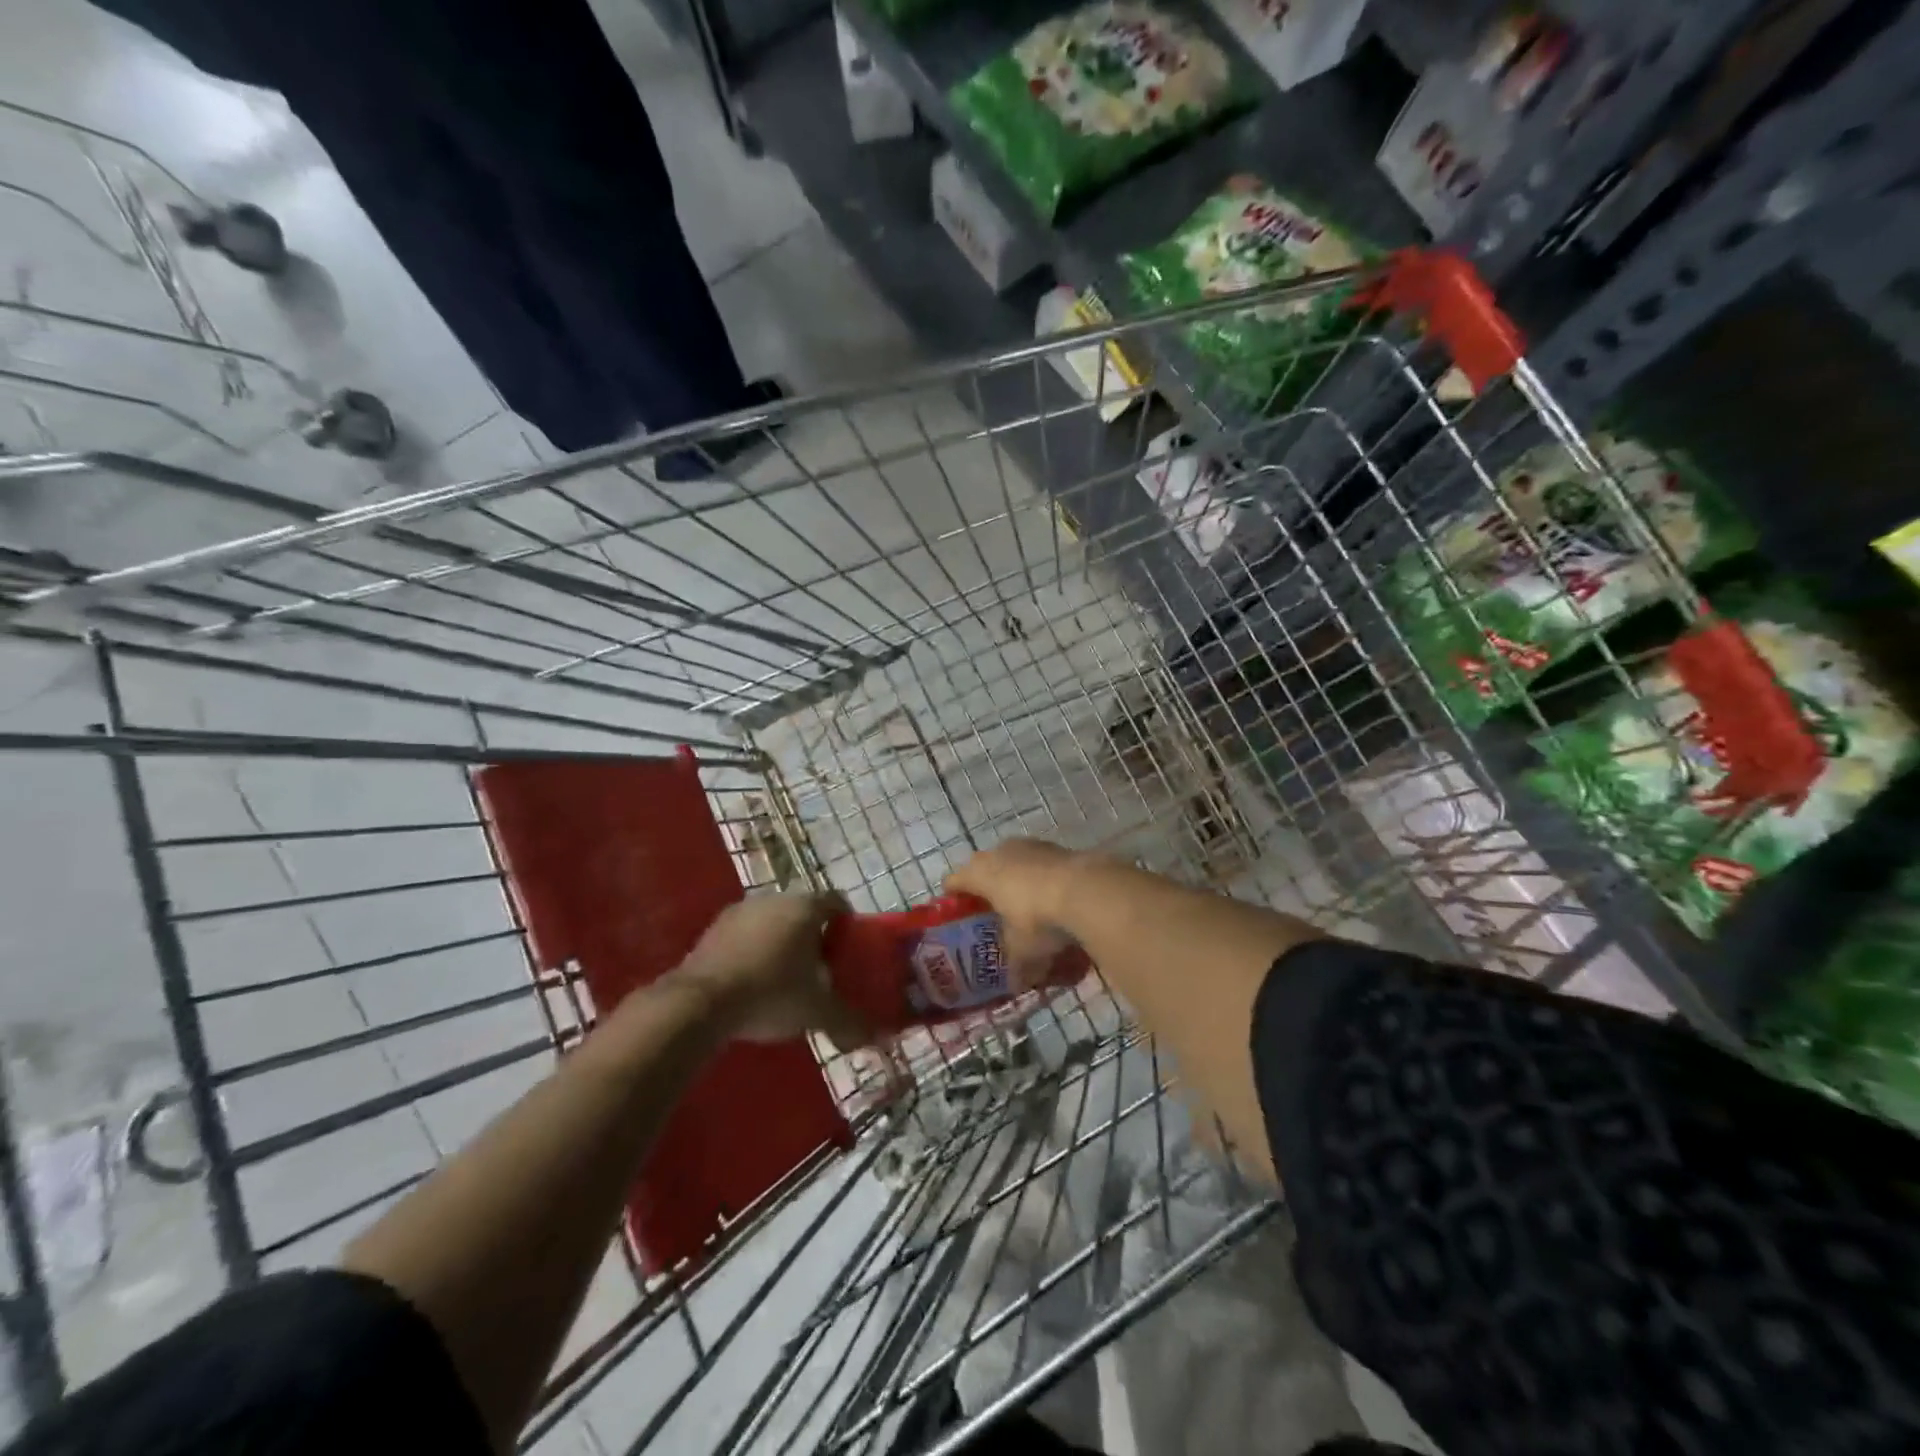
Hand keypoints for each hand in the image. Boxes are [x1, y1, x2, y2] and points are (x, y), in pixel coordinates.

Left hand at [676, 892, 869, 1047]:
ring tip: (785, 976)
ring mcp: (741, 910)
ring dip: (782, 940)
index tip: (849, 948)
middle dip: (814, 935)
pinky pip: (746, 933)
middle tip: (820, 967)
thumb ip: (849, 1021)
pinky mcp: (714, 928)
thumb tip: (877, 1036)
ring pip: (773, 920)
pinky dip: (754, 949)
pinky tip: (753, 980)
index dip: (847, 923)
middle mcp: (774, 898)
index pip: (837, 901)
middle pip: (804, 910)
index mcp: (805, 908)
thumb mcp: (816, 1012)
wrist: (699, 1003)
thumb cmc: (770, 994)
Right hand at [944, 839, 1091, 986]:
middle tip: (990, 908)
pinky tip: (1052, 895)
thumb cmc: (1038, 919)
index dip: (952, 896)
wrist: (1085, 889)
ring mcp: (1028, 845)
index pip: (954, 881)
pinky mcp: (1055, 846)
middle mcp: (999, 852)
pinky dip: (1039, 875)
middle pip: (982, 865)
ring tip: (1023, 901)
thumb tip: (1016, 984)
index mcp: (980, 874)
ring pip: (1012, 859)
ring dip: (1014, 876)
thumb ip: (1016, 966)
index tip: (956, 911)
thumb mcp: (1023, 950)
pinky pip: (1038, 861)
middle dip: (984, 885)